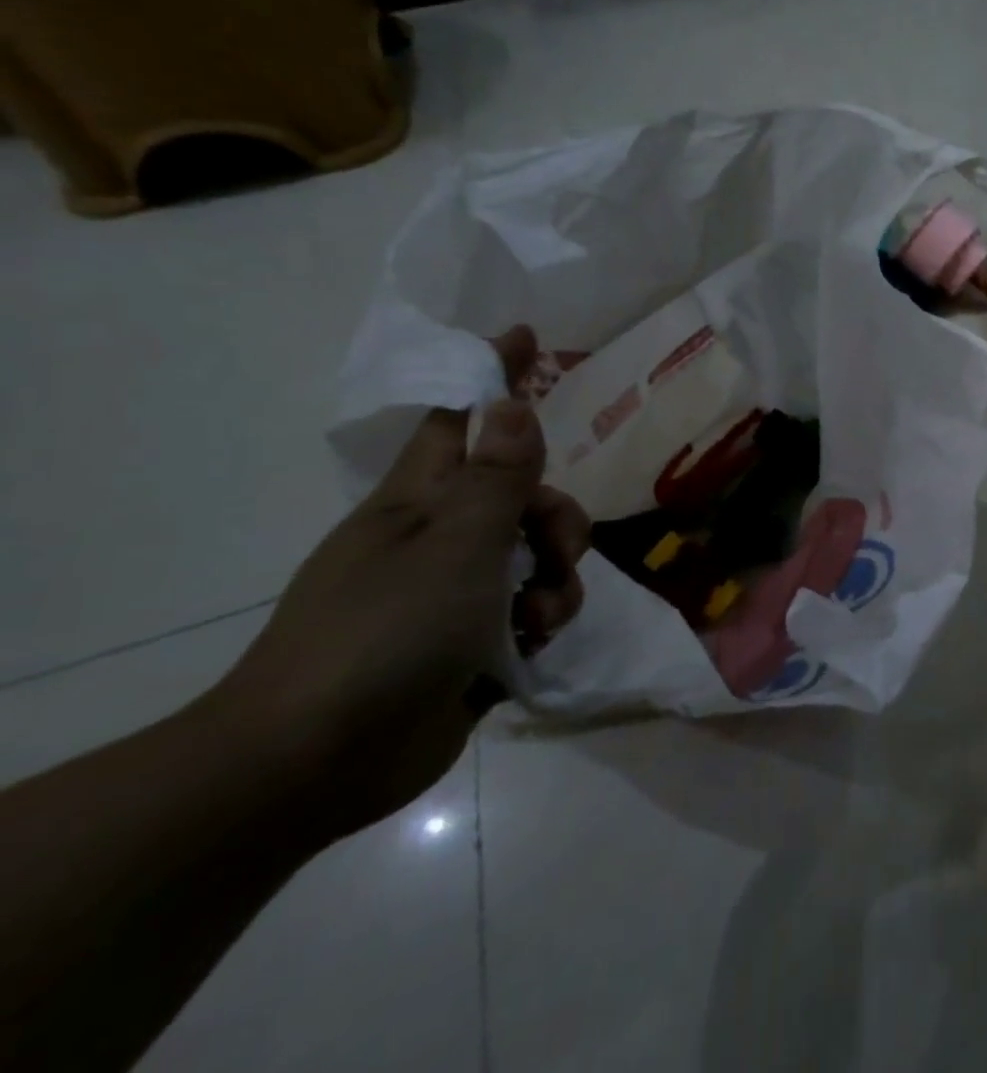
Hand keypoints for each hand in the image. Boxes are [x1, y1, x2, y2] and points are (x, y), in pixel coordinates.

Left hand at [214, 326, 588, 837]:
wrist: (313, 765)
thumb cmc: (383, 633)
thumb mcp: (457, 545)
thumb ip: (497, 476)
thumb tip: (511, 401)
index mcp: (419, 502)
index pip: (461, 419)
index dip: (493, 376)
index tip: (527, 337)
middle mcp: (438, 538)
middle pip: (521, 496)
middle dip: (557, 515)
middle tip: (558, 548)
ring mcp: (452, 593)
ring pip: (535, 555)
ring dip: (558, 576)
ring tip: (541, 615)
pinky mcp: (470, 642)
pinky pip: (530, 608)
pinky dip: (543, 619)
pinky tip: (533, 645)